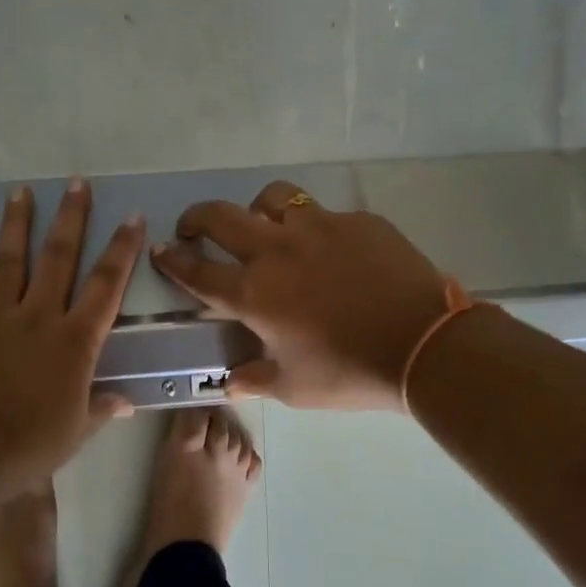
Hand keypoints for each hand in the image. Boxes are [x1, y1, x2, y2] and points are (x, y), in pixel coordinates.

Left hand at [0, 180, 143, 492]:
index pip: (106, 286)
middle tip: (76, 184)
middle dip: (70, 219)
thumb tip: (126, 402)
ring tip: (20, 192)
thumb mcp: (77, 430)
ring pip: (9, 261)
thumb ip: (101, 408)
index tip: (132, 218)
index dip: (121, 250)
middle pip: (58, 258)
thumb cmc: (31, 444)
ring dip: (16, 225)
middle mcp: (39, 317)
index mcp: (75, 341)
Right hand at [150, 180, 454, 411]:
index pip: (198, 272)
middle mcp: (276, 251)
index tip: (161, 251)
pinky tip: (332, 251)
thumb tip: (231, 383)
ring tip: (266, 228)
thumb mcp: (294, 387)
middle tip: (193, 227)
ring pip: (273, 199)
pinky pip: (325, 214)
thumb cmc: (349, 372)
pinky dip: (315, 228)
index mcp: (254, 293)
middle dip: (197, 218)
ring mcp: (318, 228)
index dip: (174, 261)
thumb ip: (255, 379)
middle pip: (221, 217)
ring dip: (258, 210)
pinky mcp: (357, 221)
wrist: (424, 345)